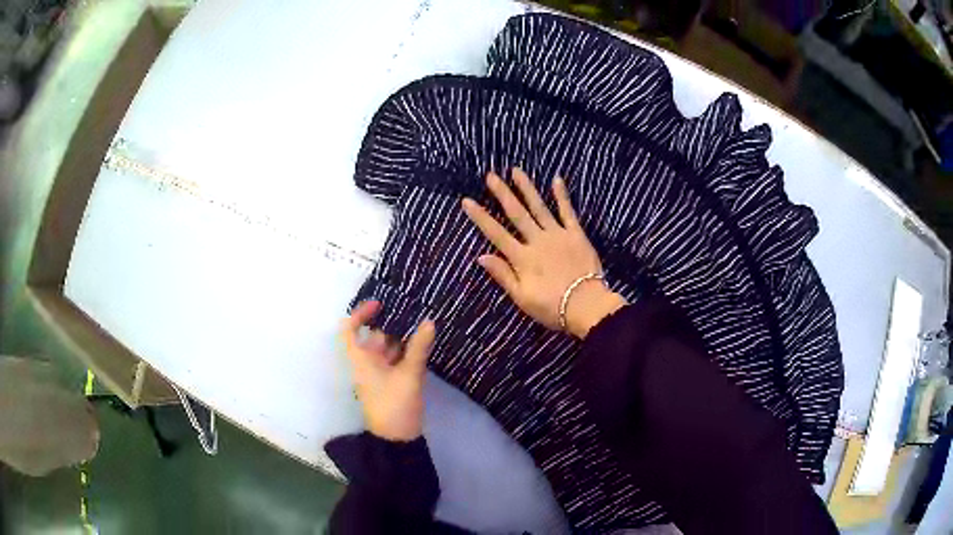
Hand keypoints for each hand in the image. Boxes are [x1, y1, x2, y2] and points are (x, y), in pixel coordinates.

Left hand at [340, 301, 433, 441]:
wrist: (397, 439)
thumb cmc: (395, 405)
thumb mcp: (409, 375)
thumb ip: (419, 348)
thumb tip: (429, 322)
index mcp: (362, 359)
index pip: (350, 329)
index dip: (360, 313)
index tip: (380, 304)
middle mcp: (368, 363)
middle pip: (375, 336)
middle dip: (393, 323)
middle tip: (414, 308)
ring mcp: (381, 372)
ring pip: (390, 348)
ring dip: (404, 337)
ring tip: (423, 321)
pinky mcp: (393, 381)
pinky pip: (399, 359)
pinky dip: (409, 351)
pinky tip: (425, 342)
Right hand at [462, 168, 626, 337]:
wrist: (586, 305)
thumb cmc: (552, 307)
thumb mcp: (522, 298)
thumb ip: (503, 275)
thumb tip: (481, 256)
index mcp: (522, 258)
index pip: (496, 233)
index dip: (480, 217)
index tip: (467, 201)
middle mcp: (537, 240)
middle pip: (516, 214)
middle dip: (502, 194)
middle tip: (490, 175)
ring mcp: (557, 235)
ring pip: (539, 207)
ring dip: (527, 188)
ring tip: (516, 170)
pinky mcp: (576, 234)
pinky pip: (567, 212)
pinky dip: (562, 196)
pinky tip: (556, 179)